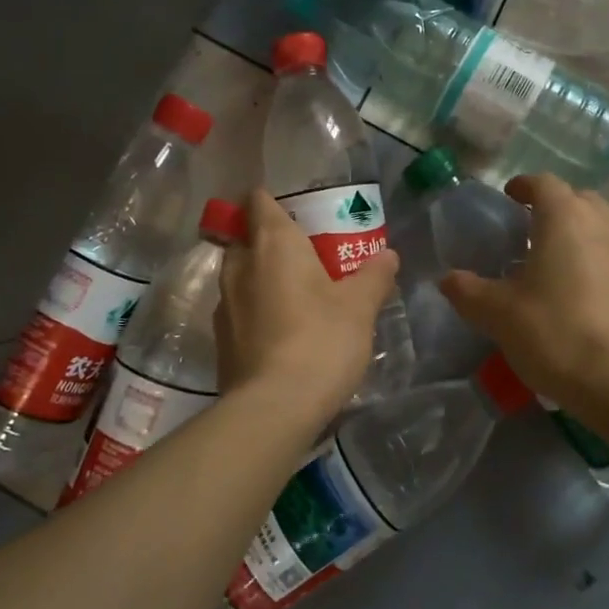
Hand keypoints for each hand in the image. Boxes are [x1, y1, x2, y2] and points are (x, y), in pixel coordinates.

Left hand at [217, 188, 400, 420]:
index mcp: (272, 244)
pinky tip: (284, 333)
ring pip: (241, 276)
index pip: (258, 201)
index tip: (298, 213)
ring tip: (298, 296)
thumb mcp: (360, 306)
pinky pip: (240, 310)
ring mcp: (224, 304)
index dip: (273, 201)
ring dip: (262, 279)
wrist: (275, 408)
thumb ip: (374, 275)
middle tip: (306, 257)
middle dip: (270, 242)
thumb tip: (388, 255)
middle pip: (247, 238)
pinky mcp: (220, 340)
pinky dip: (257, 311)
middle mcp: (239, 266)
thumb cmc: (321, 340)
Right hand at [440, 173, 608, 406]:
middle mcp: (603, 224)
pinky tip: (584, 287)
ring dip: (581, 229)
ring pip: (604, 224)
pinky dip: (599, 257)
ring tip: (557, 257)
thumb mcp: (498, 314)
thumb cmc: (554, 334)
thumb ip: (468, 291)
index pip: (544, 183)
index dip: (523, 186)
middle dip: (555, 205)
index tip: (509, 197)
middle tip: (530, 228)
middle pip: (579, 198)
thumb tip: (447, 279)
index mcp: (565, 219)